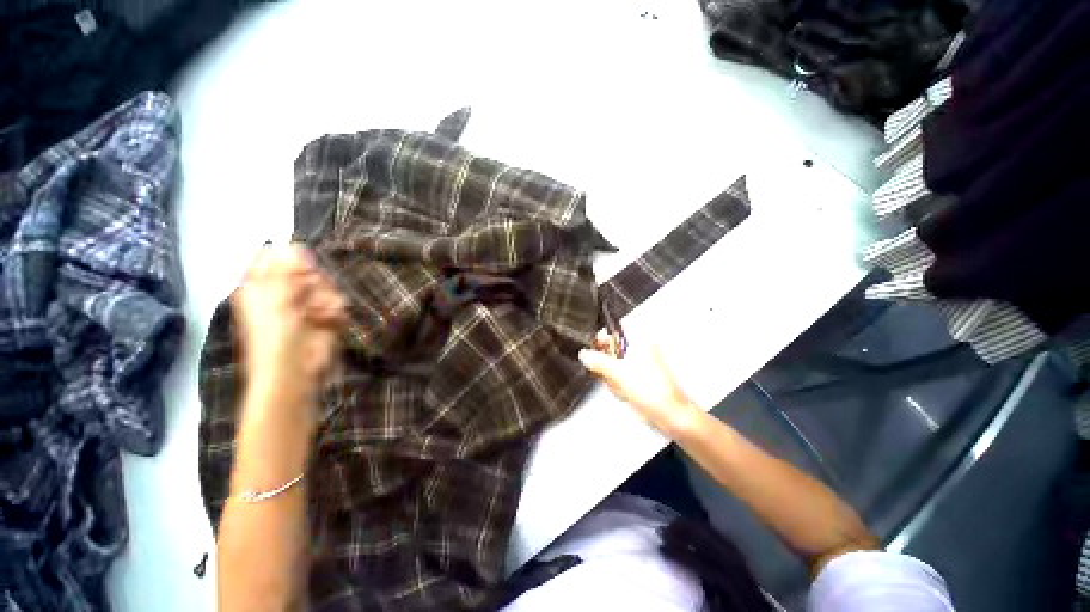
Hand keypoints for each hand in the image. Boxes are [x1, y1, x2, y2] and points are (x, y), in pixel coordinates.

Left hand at [232, 244, 346, 399]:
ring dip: (325, 298)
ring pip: (326, 284)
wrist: (297, 371)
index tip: (298, 269)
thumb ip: (285, 271)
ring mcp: (306, 304)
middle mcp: (283, 291)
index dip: (289, 259)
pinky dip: (335, 311)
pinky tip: (328, 321)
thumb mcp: (275, 300)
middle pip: (305, 268)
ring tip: (317, 314)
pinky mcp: (326, 315)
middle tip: (306, 295)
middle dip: (312, 281)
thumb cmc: (275, 338)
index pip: (275, 257)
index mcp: (260, 286)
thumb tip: (293, 244)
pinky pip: (338, 301)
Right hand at [578, 331, 701, 437]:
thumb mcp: (619, 373)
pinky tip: (625, 394)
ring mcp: (638, 364)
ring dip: (612, 378)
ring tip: (621, 387)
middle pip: (610, 350)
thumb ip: (598, 361)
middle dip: (607, 365)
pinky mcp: (637, 378)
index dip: (601, 339)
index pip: (614, 331)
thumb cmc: (652, 390)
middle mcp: (639, 350)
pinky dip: (618, 386)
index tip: (594, 350)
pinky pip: (618, 377)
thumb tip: (584, 354)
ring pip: (612, 365)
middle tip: (610, 375)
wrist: (668, 415)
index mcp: (639, 341)